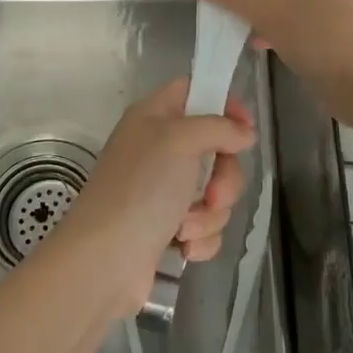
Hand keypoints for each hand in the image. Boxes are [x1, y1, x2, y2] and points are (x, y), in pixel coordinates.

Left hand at [54, 78, 255, 317]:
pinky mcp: (170, 227)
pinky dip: (201, 236)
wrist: (105, 260)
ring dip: (210, 213)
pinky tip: (184, 246)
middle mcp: (159, 148)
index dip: (225, 104)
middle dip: (224, 177)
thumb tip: (245, 133)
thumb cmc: (140, 188)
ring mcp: (164, 190)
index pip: (196, 91)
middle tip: (214, 194)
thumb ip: (218, 127)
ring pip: (215, 190)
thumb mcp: (179, 140)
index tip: (246, 129)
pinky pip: (207, 223)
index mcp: (154, 116)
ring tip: (186, 228)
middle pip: (216, 148)